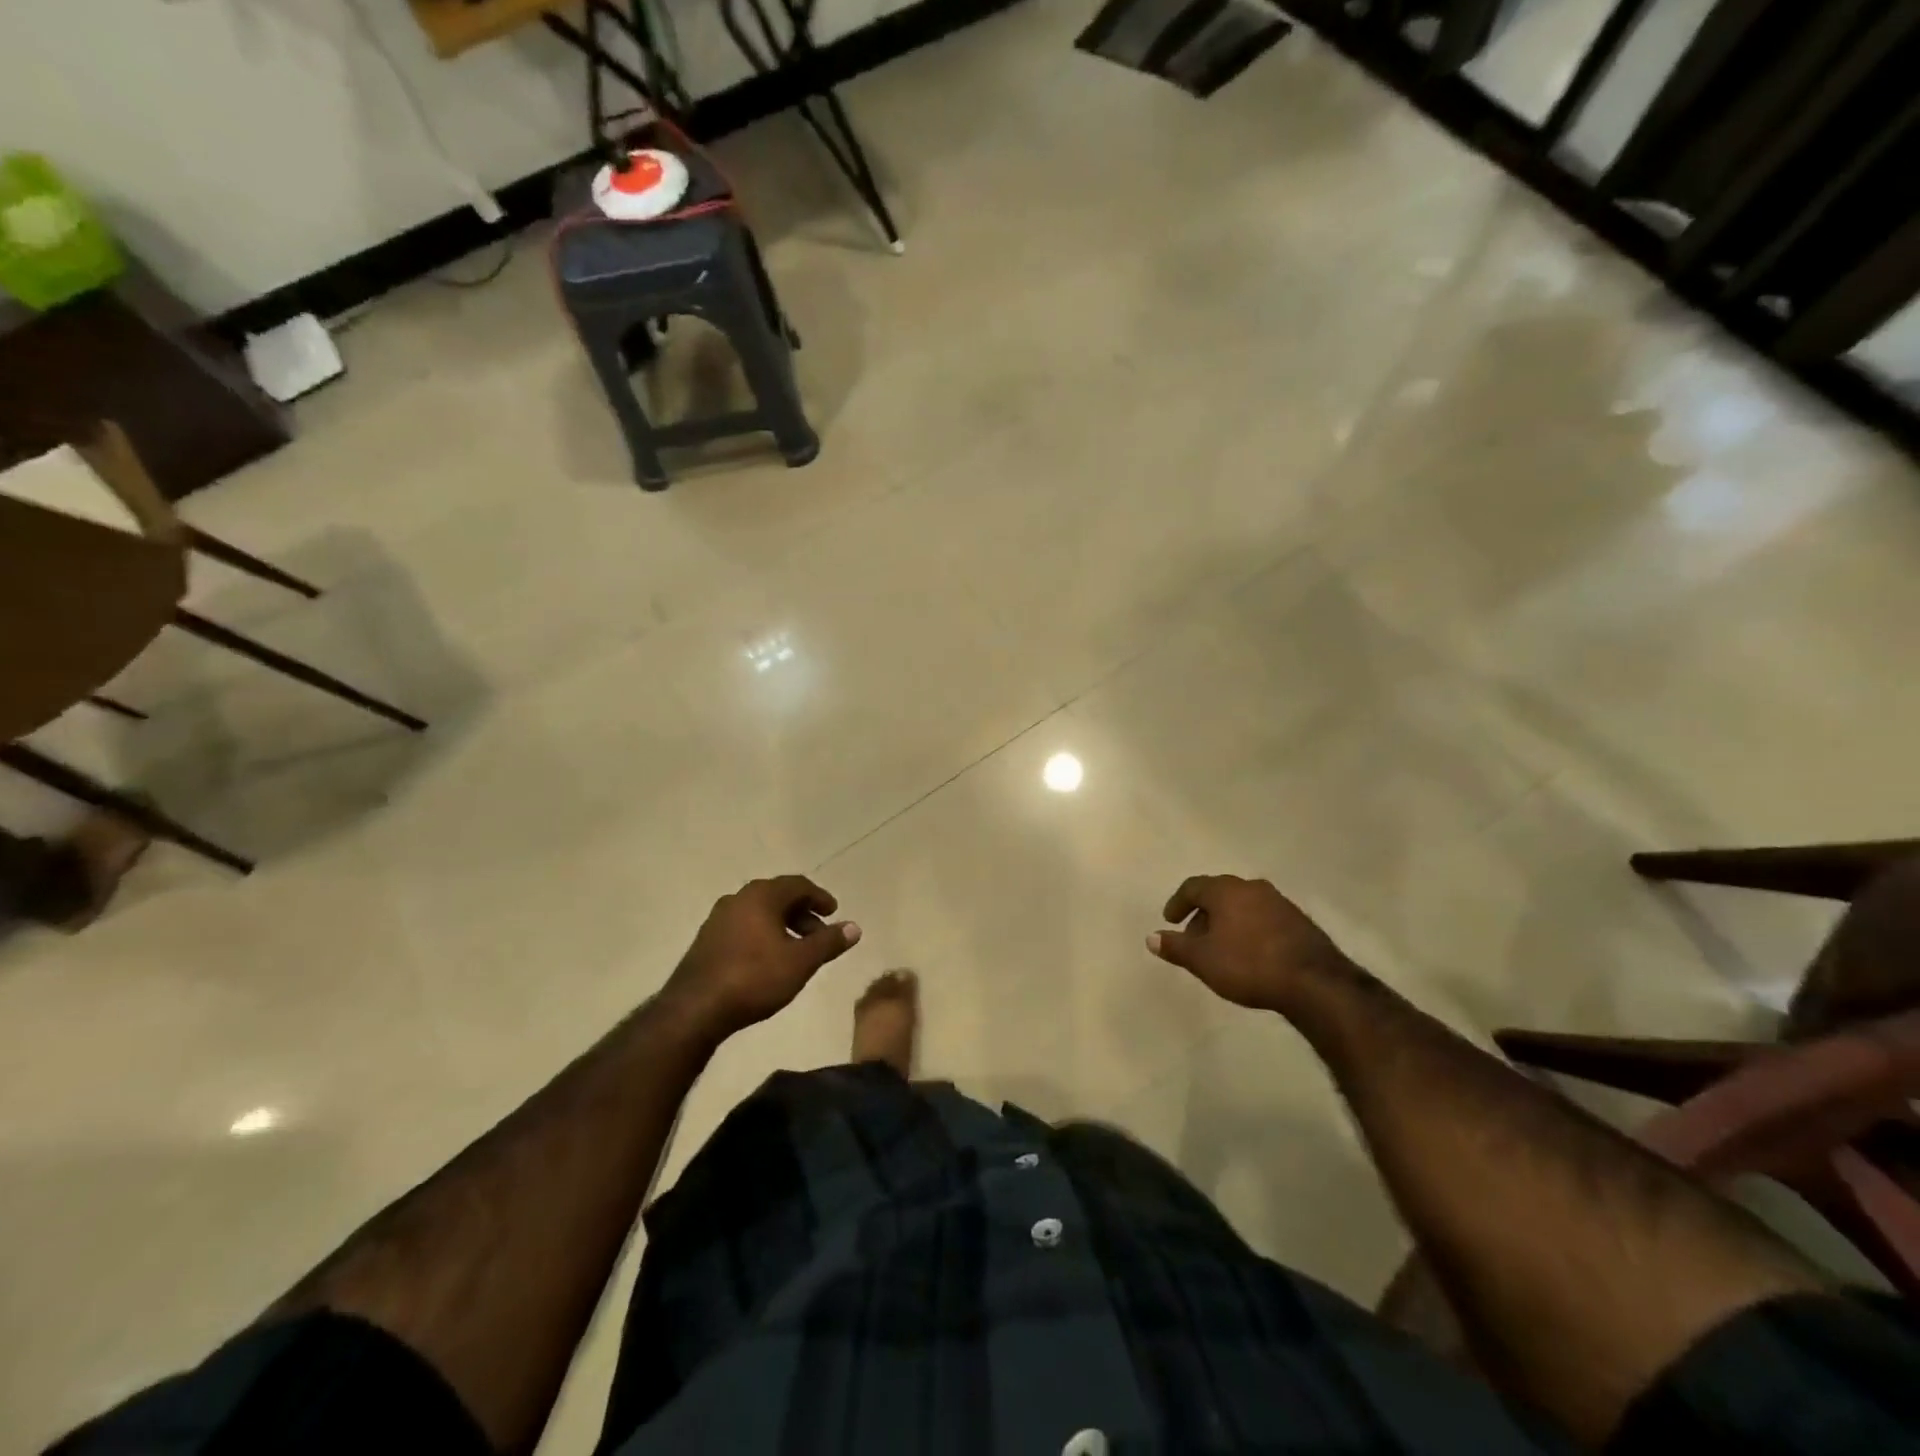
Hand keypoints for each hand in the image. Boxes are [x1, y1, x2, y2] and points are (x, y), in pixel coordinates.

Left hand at [662, 876, 860, 1039]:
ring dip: (782, 926)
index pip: (798, 885)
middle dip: (802, 914)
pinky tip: (768, 960)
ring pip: (759, 913)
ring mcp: (718, 918)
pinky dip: (763, 935)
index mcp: (762, 895)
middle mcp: (738, 898)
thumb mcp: (801, 962)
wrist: (694, 1009)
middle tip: (819, 935)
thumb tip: (855, 927)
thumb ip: (829, 942)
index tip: (834, 912)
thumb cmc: (754, 978)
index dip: (820, 897)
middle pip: (778, 897)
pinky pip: (743, 926)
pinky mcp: (706, 940)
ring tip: (796, 951)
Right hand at [1147, 874, 1354, 1014]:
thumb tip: (1151, 937)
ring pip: (1243, 906)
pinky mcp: (1299, 921)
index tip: (1170, 921)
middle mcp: (1252, 888)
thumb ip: (1175, 947)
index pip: (1193, 887)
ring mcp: (1280, 902)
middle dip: (1203, 914)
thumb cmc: (1248, 965)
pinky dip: (1249, 929)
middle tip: (1194, 939)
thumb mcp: (1203, 960)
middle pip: (1219, 894)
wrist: (1315, 983)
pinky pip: (1263, 918)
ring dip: (1227, 922)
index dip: (1178, 903)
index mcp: (1226, 890)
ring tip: (1221, 948)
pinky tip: (1251, 953)